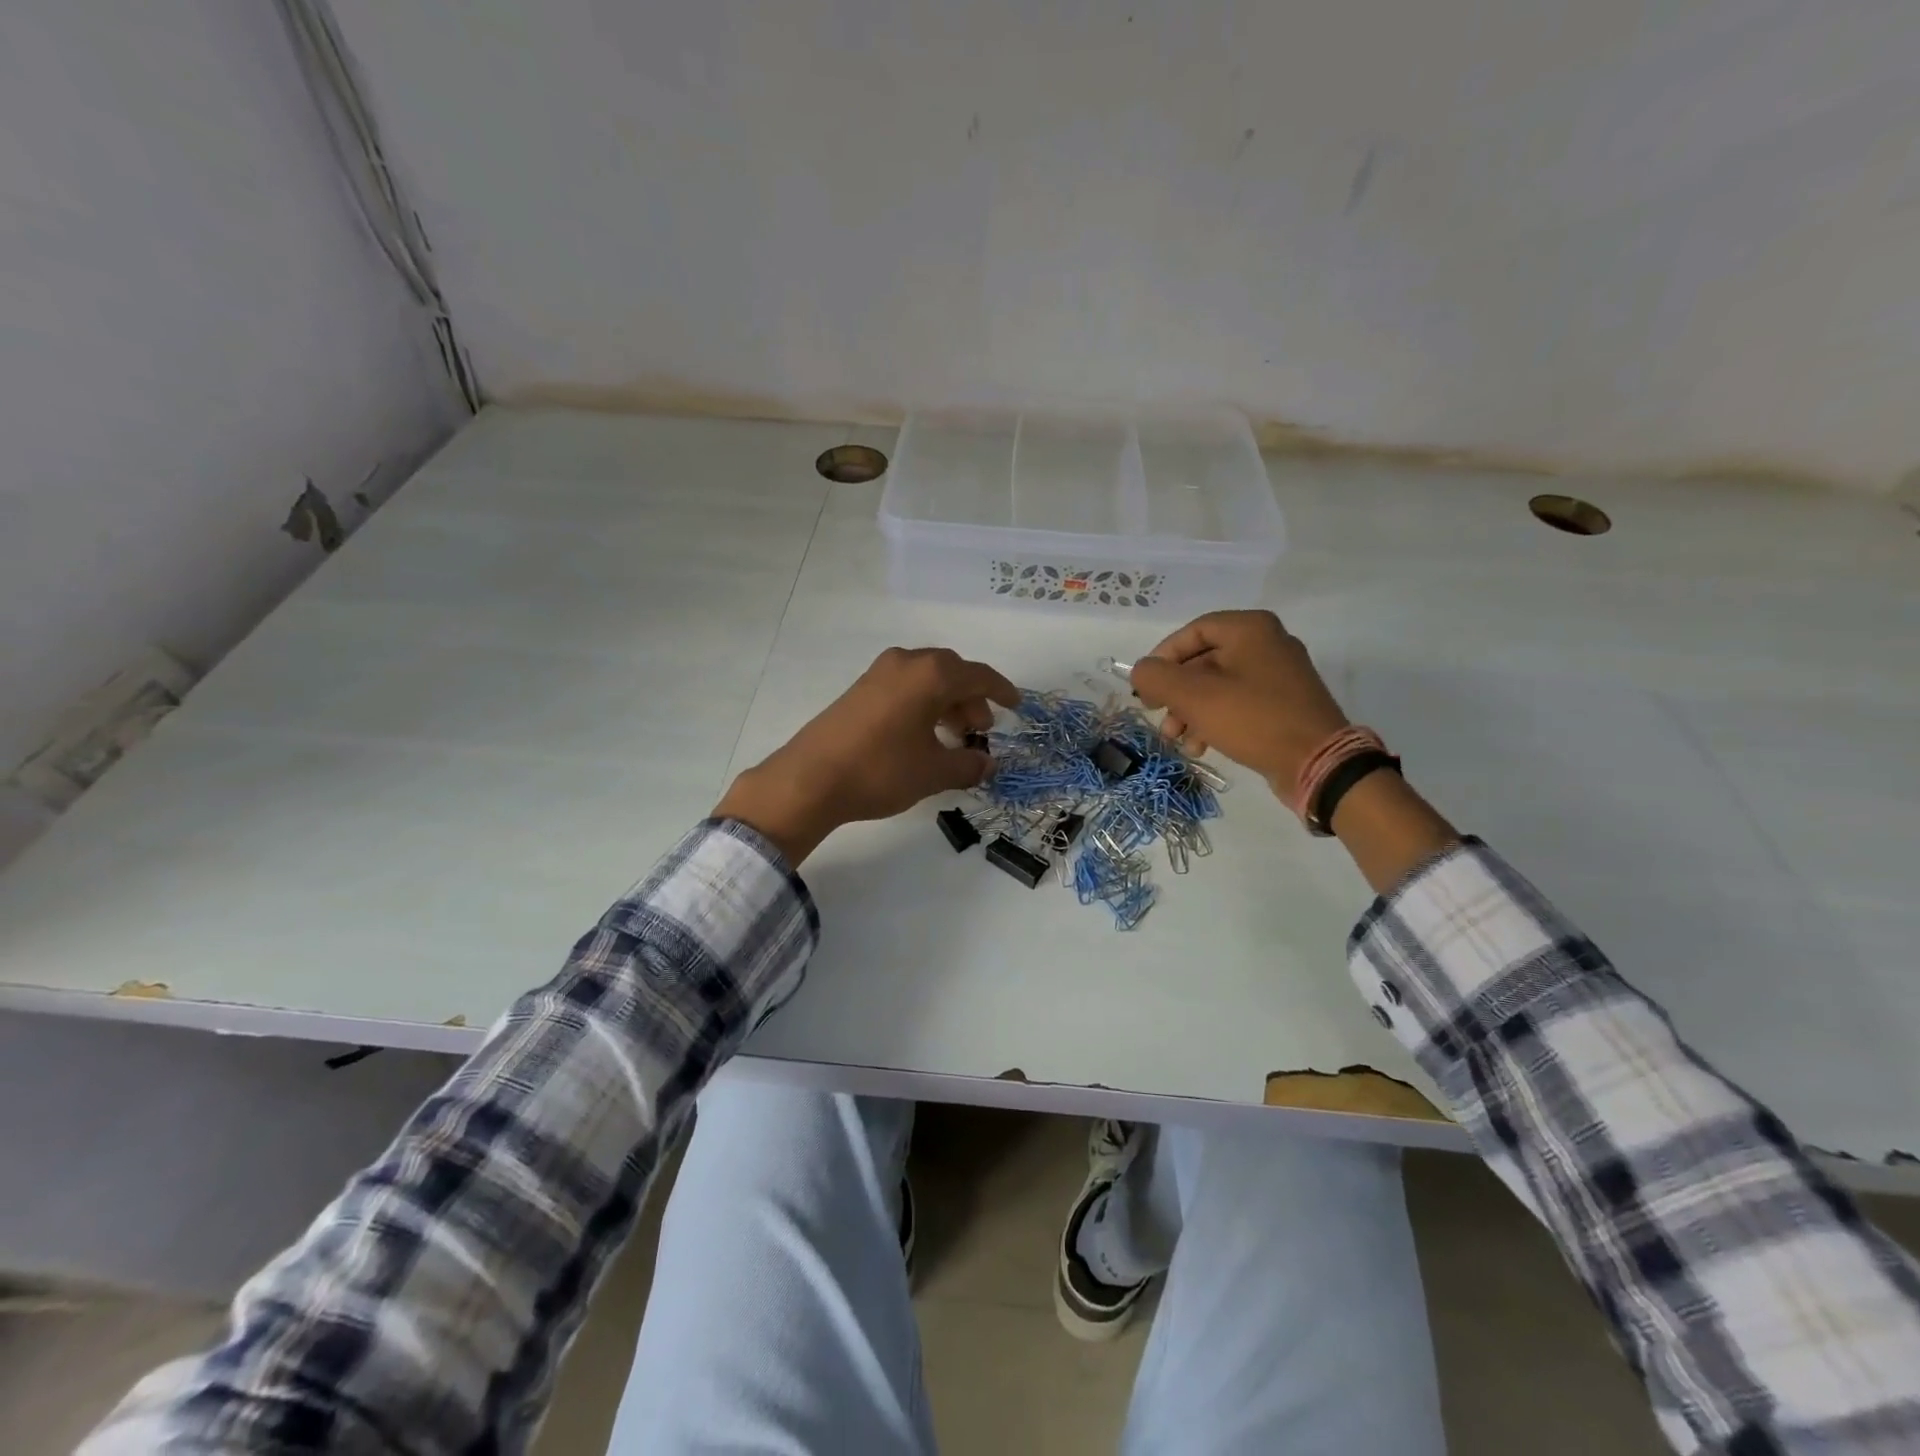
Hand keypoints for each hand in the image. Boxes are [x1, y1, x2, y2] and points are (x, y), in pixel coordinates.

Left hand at [714, 647, 1019, 864]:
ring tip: (953, 738)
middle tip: (980, 731)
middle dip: (972, 700)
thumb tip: (988, 763)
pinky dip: (923, 704)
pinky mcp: (860, 689)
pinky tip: (922, 736)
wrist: (810, 779)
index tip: (1016, 706)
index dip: (1001, 692)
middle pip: (952, 673)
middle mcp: (907, 663)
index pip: (979, 676)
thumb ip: (968, 765)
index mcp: (931, 675)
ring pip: (927, 680)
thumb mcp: (934, 772)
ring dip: (947, 703)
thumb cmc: (882, 770)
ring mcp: (879, 673)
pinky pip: (905, 687)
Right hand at [1130, 610, 1350, 800]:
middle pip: (1203, 661)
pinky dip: (1213, 720)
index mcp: (1250, 629)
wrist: (1317, 762)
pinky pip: (1237, 703)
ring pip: (1217, 686)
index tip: (1147, 686)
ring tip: (1176, 738)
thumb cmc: (1252, 719)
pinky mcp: (1283, 704)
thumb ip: (1157, 677)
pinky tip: (1200, 746)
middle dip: (1175, 692)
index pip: (1193, 632)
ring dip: (1189, 711)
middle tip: (1157, 714)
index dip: (1162, 657)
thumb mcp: (1194, 697)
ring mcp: (1278, 676)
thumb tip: (1140, 671)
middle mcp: (1267, 644)